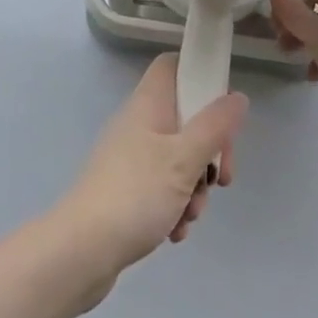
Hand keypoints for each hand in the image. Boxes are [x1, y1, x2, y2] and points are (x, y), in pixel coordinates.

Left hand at [51, 54, 248, 291]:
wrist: (81, 250)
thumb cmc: (135, 194)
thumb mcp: (184, 159)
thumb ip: (214, 127)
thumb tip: (237, 97)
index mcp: (149, 103)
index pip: (174, 66)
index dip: (200, 79)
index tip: (222, 115)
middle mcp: (139, 122)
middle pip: (185, 117)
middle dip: (208, 150)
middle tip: (220, 178)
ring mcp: (131, 156)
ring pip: (178, 157)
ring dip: (194, 185)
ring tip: (190, 214)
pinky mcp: (127, 188)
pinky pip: (162, 186)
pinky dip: (175, 205)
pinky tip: (174, 231)